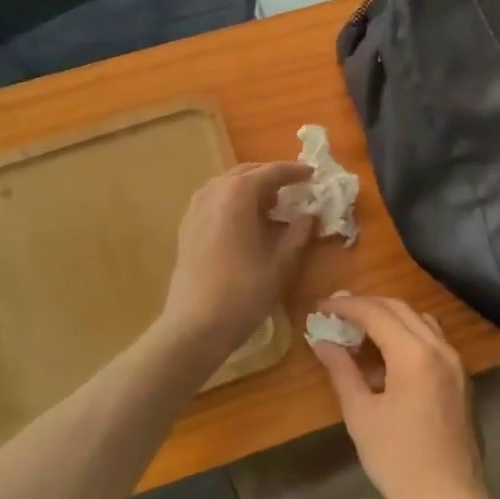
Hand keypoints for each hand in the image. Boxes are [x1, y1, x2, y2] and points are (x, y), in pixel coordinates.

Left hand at [160, 162, 314, 360]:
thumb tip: (310, 214)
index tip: (313, 175)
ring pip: (228, 185)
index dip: (295, 172)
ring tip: (271, 207)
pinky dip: (233, 202)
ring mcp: (195, 208)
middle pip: (247, 173)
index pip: (272, 172)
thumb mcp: (282, 263)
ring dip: (251, 189)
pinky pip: (214, 201)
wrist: (194, 326)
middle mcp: (214, 191)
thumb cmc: (244, 292)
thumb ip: (299, 232)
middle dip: (271, 177)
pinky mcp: (186, 227)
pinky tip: (245, 223)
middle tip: (294, 190)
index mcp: (239, 193)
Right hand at [310, 295, 491, 498]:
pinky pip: (432, 339)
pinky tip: (387, 356)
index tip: (321, 306)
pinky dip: (407, 334)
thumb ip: (342, 371)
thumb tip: (322, 341)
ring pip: (419, 319)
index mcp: (414, 354)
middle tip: (336, 313)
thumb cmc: (399, 462)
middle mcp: (439, 347)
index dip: (345, 306)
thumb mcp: (361, 415)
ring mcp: (455, 361)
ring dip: (388, 317)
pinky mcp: (461, 377)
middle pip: (399, 308)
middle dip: (366, 305)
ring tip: (359, 331)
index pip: (375, 312)